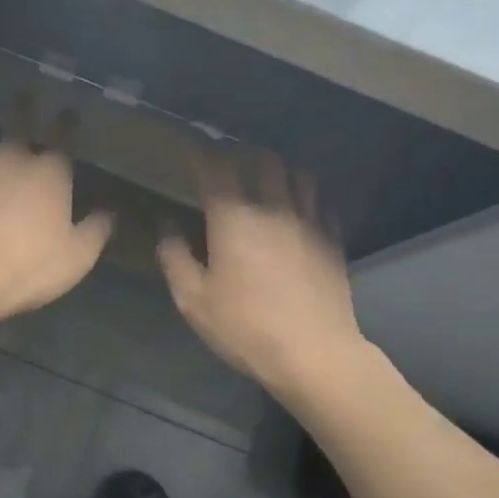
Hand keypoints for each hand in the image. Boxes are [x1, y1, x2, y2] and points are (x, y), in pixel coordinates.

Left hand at [0, 101, 113, 328]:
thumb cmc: (30, 268)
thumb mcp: (77, 257)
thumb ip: (96, 230)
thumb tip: (110, 212)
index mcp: (50, 171)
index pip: (63, 135)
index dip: (66, 121)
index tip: (67, 113)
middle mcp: (12, 156)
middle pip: (17, 118)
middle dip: (21, 103)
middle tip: (20, 93)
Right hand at [157, 148, 365, 394]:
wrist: (313, 353)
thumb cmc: (244, 327)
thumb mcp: (193, 300)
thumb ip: (174, 257)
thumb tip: (165, 226)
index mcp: (233, 219)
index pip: (215, 168)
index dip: (201, 151)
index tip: (190, 145)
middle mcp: (273, 208)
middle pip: (262, 159)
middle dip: (241, 151)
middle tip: (227, 156)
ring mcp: (309, 221)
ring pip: (297, 173)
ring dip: (278, 166)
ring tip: (265, 171)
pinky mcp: (333, 240)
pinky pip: (323, 201)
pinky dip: (308, 192)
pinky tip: (301, 201)